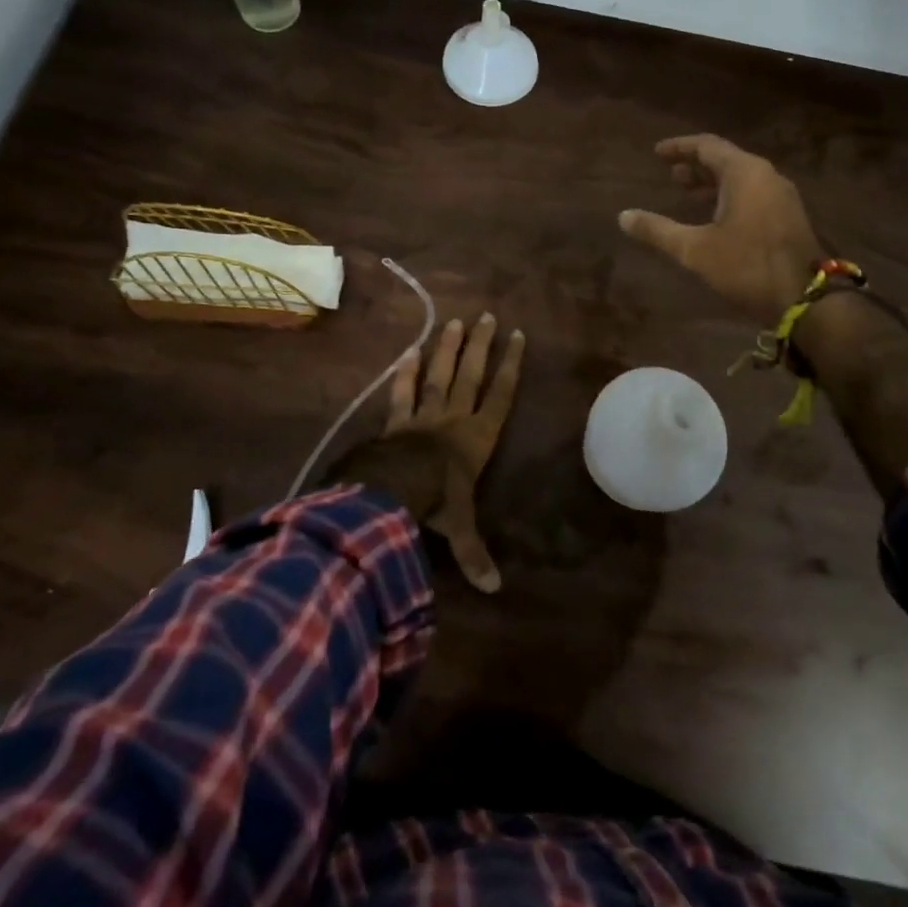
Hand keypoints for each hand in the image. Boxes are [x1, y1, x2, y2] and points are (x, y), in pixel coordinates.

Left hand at [374, 312, 524, 592]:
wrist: (390, 493)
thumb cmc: (435, 504)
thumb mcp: (459, 528)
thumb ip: (475, 554)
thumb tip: (495, 590)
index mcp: (476, 439)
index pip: (499, 396)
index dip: (510, 366)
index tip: (517, 337)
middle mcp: (453, 420)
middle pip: (470, 376)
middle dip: (480, 347)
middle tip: (487, 316)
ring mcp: (422, 417)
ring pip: (439, 377)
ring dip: (447, 350)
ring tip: (454, 322)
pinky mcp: (394, 423)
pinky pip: (401, 395)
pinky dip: (404, 375)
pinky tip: (407, 353)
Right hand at [619, 134, 825, 322]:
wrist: (805, 299)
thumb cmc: (747, 267)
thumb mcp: (695, 250)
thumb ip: (658, 231)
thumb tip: (623, 216)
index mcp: (745, 173)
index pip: (707, 146)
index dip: (679, 148)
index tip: (656, 153)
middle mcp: (766, 176)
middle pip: (726, 160)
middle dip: (695, 166)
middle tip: (669, 174)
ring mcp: (781, 196)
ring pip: (741, 179)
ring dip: (712, 183)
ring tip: (686, 194)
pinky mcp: (787, 216)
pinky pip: (752, 194)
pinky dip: (728, 197)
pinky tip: (714, 216)